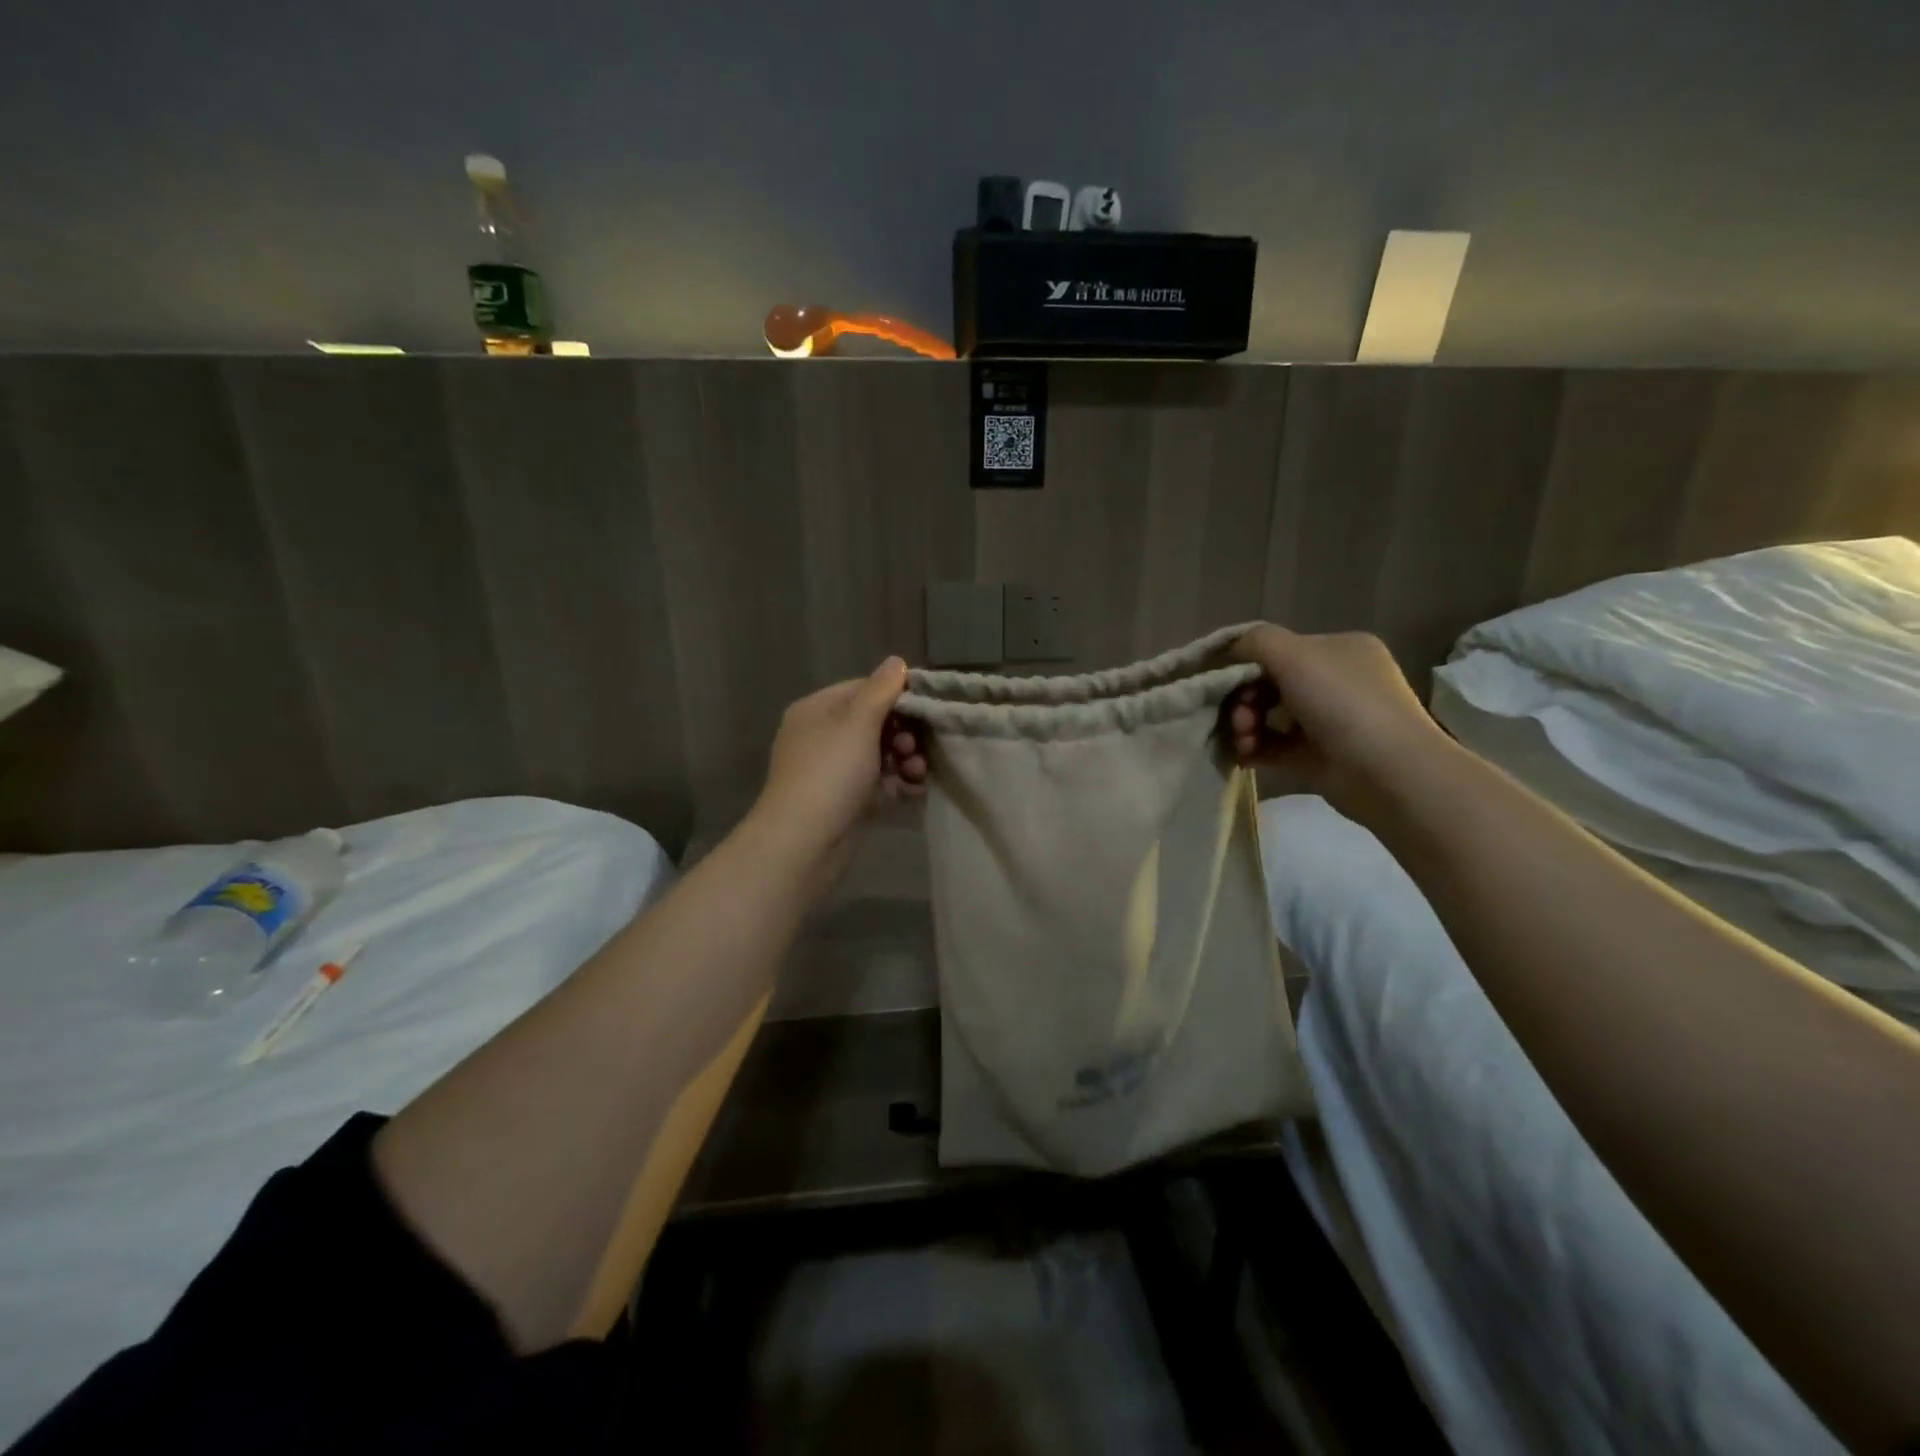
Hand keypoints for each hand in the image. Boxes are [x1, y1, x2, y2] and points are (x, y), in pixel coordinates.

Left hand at [746, 658, 929, 884]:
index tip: (926, 709)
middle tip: (916, 749)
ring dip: (906, 760)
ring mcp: (834, 770)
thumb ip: (880, 690)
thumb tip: (896, 661)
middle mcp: (823, 736)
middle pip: (875, 722)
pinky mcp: (847, 800)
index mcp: (818, 710)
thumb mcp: (857, 723)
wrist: (804, 842)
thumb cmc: (830, 773)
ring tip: (918, 774)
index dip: (897, 696)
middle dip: (904, 734)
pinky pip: (879, 782)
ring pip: (880, 754)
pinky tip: (915, 792)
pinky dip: (898, 784)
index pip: (864, 689)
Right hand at [1222, 625, 1453, 819]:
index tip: (1223, 681)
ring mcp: (1330, 721)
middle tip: (1237, 718)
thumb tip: (1229, 648)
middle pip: (1270, 683)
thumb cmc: (1342, 702)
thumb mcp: (1293, 654)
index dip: (1246, 663)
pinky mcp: (1319, 757)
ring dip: (1245, 725)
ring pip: (1270, 716)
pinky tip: (1243, 755)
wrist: (1387, 772)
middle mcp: (1337, 681)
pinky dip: (1255, 749)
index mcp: (1339, 649)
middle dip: (1243, 699)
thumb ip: (1254, 641)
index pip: (1280, 649)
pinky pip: (1275, 746)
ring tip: (1243, 740)